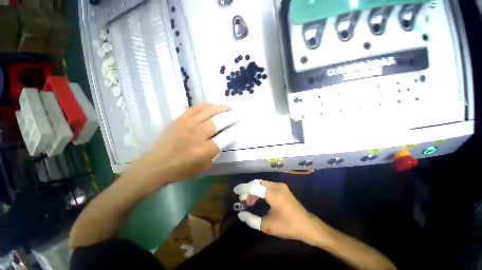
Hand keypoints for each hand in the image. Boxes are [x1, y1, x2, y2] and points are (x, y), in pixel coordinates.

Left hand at [137, 103, 230, 183]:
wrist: (157, 164)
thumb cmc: (182, 169)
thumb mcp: (204, 167)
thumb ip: (215, 153)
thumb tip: (221, 140)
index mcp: (205, 150)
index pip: (226, 137)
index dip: (235, 130)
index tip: (239, 126)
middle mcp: (198, 135)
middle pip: (219, 121)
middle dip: (230, 117)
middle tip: (237, 114)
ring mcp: (188, 124)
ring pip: (209, 111)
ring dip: (221, 108)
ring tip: (228, 108)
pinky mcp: (180, 119)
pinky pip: (196, 108)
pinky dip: (206, 106)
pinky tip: (212, 106)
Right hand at [234, 180, 328, 243]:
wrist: (307, 225)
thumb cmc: (288, 226)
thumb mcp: (268, 226)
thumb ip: (252, 219)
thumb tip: (241, 214)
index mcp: (274, 194)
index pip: (255, 187)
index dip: (244, 189)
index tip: (236, 192)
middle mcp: (277, 186)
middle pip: (258, 183)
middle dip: (248, 189)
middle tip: (242, 199)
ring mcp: (281, 185)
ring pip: (262, 183)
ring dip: (254, 190)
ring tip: (249, 201)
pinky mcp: (282, 188)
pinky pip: (267, 186)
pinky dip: (260, 190)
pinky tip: (258, 198)